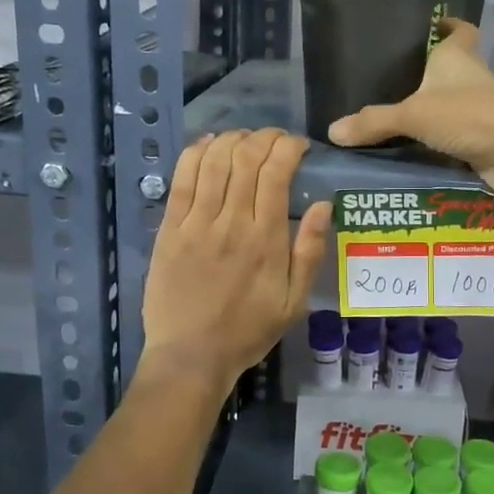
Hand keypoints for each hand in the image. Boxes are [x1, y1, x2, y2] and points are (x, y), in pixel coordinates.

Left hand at [142, 129, 332, 391]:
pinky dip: (195, 153)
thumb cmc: (248, 331)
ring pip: (214, 161)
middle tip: (275, 139)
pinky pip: (182, 179)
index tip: (298, 146)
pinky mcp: (169, 229)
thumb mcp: (294, 302)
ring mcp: (196, 223)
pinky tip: (208, 143)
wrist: (191, 356)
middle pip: (246, 158)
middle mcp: (232, 222)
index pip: (277, 172)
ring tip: (245, 138)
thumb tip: (324, 205)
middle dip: (264, 137)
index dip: (288, 147)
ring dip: (232, 139)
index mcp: (266, 239)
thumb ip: (309, 252)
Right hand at [327, 21, 493, 203]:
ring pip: (451, 105)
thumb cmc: (470, 115)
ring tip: (390, 118)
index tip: (429, 25)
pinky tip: (410, 151)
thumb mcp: (414, 114)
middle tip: (391, 80)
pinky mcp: (484, 139)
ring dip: (430, 112)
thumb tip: (332, 131)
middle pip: (452, 68)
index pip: (458, 29)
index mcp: (459, 57)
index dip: (446, 25)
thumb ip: (374, 122)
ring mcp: (481, 110)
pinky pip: (453, 137)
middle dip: (427, 74)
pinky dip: (436, 143)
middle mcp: (472, 78)